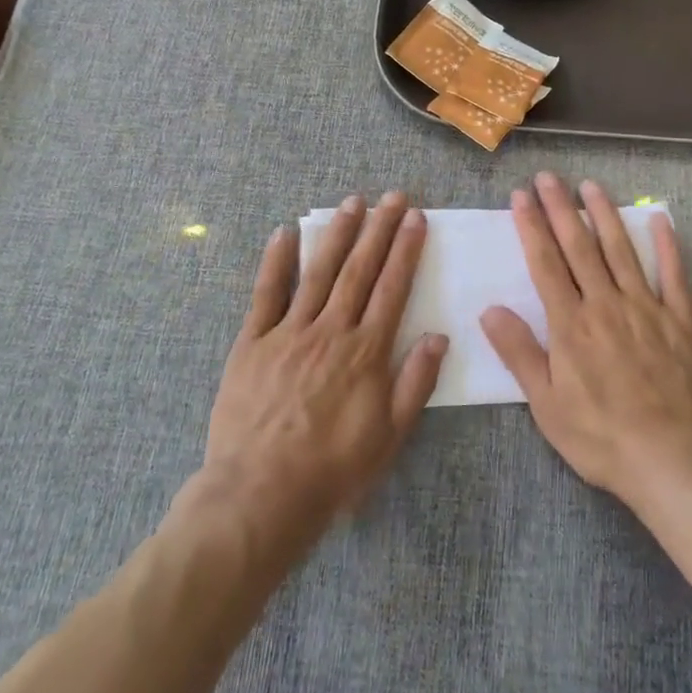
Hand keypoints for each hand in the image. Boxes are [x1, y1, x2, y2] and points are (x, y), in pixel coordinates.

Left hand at [204, 192, 448, 543]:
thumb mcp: (389, 437)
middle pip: (360, 270)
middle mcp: (331, 330)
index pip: (392, 288)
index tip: (416, 218)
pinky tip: (284, 232)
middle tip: (393, 196)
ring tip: (352, 202)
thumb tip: (438, 336)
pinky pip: (266, 294)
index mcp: (366, 351)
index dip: (406, 250)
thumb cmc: (332, 471)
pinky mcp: (252, 342)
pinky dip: (276, 261)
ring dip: (337, 234)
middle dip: (379, 229)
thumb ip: (415, 383)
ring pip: (319, 272)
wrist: (259, 496)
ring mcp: (289, 332)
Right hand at [480, 172, 691, 506]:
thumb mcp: (547, 404)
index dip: (532, 226)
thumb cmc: (601, 436)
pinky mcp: (681, 320)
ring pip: (621, 250)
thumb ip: (520, 352)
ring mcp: (646, 308)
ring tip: (590, 185)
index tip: (521, 195)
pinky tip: (659, 219)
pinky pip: (673, 275)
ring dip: (604, 215)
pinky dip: (666, 246)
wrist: (672, 459)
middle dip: (561, 208)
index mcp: (571, 324)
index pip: (545, 263)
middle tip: (548, 177)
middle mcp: (606, 304)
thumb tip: (490, 309)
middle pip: (579, 247)